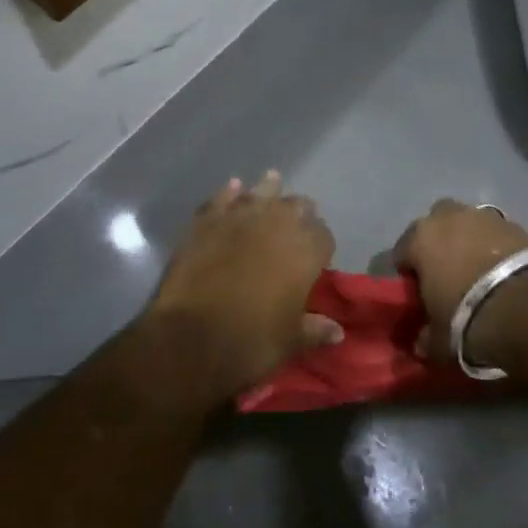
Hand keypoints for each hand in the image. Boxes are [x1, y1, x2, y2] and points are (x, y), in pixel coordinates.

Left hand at [148, 172, 341, 400]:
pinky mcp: (206, 220)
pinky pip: (223, 198)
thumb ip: (315, 329)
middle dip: (299, 214)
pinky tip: (233, 189)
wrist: (191, 339)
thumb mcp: (290, 341)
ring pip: (262, 191)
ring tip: (272, 184)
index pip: (324, 235)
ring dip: (268, 190)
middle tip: (294, 227)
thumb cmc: (251, 342)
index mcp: (306, 250)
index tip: (315, 258)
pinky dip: (230, 194)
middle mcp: (278, 223)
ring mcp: (240, 217)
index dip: (321, 245)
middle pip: (297, 206)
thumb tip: (337, 331)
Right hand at [393, 200, 527, 368]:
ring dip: (471, 243)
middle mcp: (450, 217)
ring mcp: (487, 217)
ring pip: (470, 225)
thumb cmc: (469, 319)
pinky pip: (499, 236)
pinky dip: (499, 249)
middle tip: (448, 275)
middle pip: (436, 224)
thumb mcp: (439, 341)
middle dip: (439, 243)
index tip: (418, 294)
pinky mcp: (520, 225)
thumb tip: (423, 340)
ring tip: (481, 274)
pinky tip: (506, 274)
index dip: (409, 273)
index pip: (402, 251)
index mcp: (420, 238)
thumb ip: (426, 337)